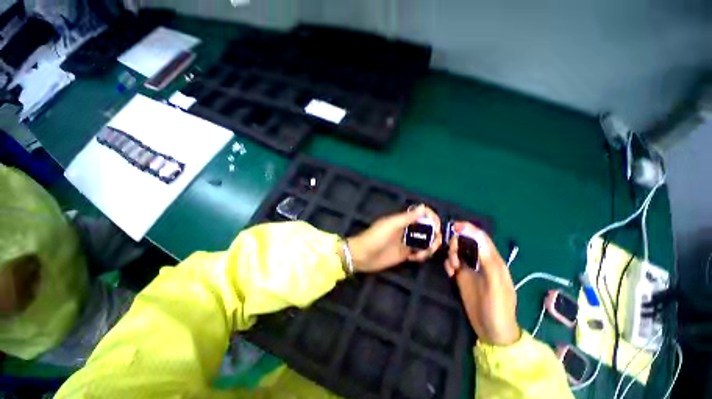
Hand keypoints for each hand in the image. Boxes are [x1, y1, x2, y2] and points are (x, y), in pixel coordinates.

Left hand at [346, 205, 441, 272]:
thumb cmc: (375, 237)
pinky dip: (422, 255)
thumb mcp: (391, 225)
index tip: (436, 227)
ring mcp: (406, 242)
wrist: (362, 256)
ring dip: (429, 247)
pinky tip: (414, 259)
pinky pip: (420, 252)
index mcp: (403, 219)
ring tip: (421, 254)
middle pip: (428, 228)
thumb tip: (423, 207)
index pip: (422, 214)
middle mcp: (407, 229)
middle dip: (434, 236)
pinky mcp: (405, 254)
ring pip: (426, 241)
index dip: (432, 218)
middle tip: (432, 245)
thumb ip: (407, 218)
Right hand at [446, 222, 520, 345]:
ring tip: (452, 269)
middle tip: (454, 258)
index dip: (468, 229)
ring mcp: (471, 269)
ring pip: (457, 251)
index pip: (480, 237)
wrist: (491, 331)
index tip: (454, 227)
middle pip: (466, 242)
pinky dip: (448, 264)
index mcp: (493, 260)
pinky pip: (452, 262)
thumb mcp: (496, 285)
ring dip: (451, 254)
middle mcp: (481, 261)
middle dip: (456, 244)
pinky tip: (450, 274)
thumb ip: (488, 260)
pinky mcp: (462, 276)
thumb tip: (476, 236)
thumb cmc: (498, 308)